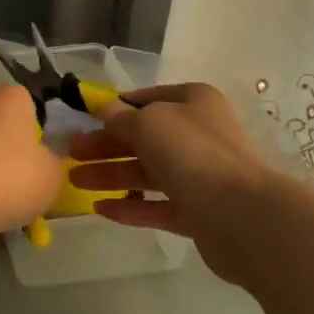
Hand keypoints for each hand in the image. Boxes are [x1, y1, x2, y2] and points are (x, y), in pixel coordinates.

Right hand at [67, 83, 279, 282]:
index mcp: (193, 102)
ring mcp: (201, 175)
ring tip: (75, 181)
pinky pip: (159, 206)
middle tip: (71, 153)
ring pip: (148, 173)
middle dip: (105, 146)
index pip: (147, 99)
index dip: (115, 109)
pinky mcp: (200, 212)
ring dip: (111, 176)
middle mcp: (199, 135)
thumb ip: (122, 118)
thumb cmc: (191, 152)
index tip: (85, 118)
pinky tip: (101, 209)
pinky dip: (131, 206)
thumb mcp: (148, 123)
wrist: (242, 214)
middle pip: (143, 138)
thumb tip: (106, 112)